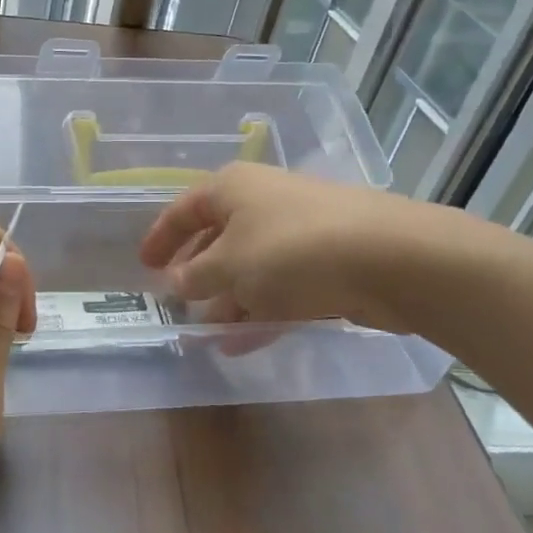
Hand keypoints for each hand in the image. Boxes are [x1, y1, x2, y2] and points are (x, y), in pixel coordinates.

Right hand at [138, 161, 463, 333]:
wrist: (389, 259)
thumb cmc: (290, 250)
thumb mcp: (228, 266)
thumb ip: (195, 276)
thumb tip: (176, 282)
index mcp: (232, 188)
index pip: (184, 209)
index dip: (161, 237)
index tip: (144, 265)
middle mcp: (263, 203)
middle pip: (218, 238)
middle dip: (197, 272)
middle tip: (177, 300)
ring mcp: (298, 233)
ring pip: (251, 267)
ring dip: (227, 299)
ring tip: (204, 333)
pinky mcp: (326, 264)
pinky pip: (280, 288)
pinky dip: (259, 312)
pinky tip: (240, 344)